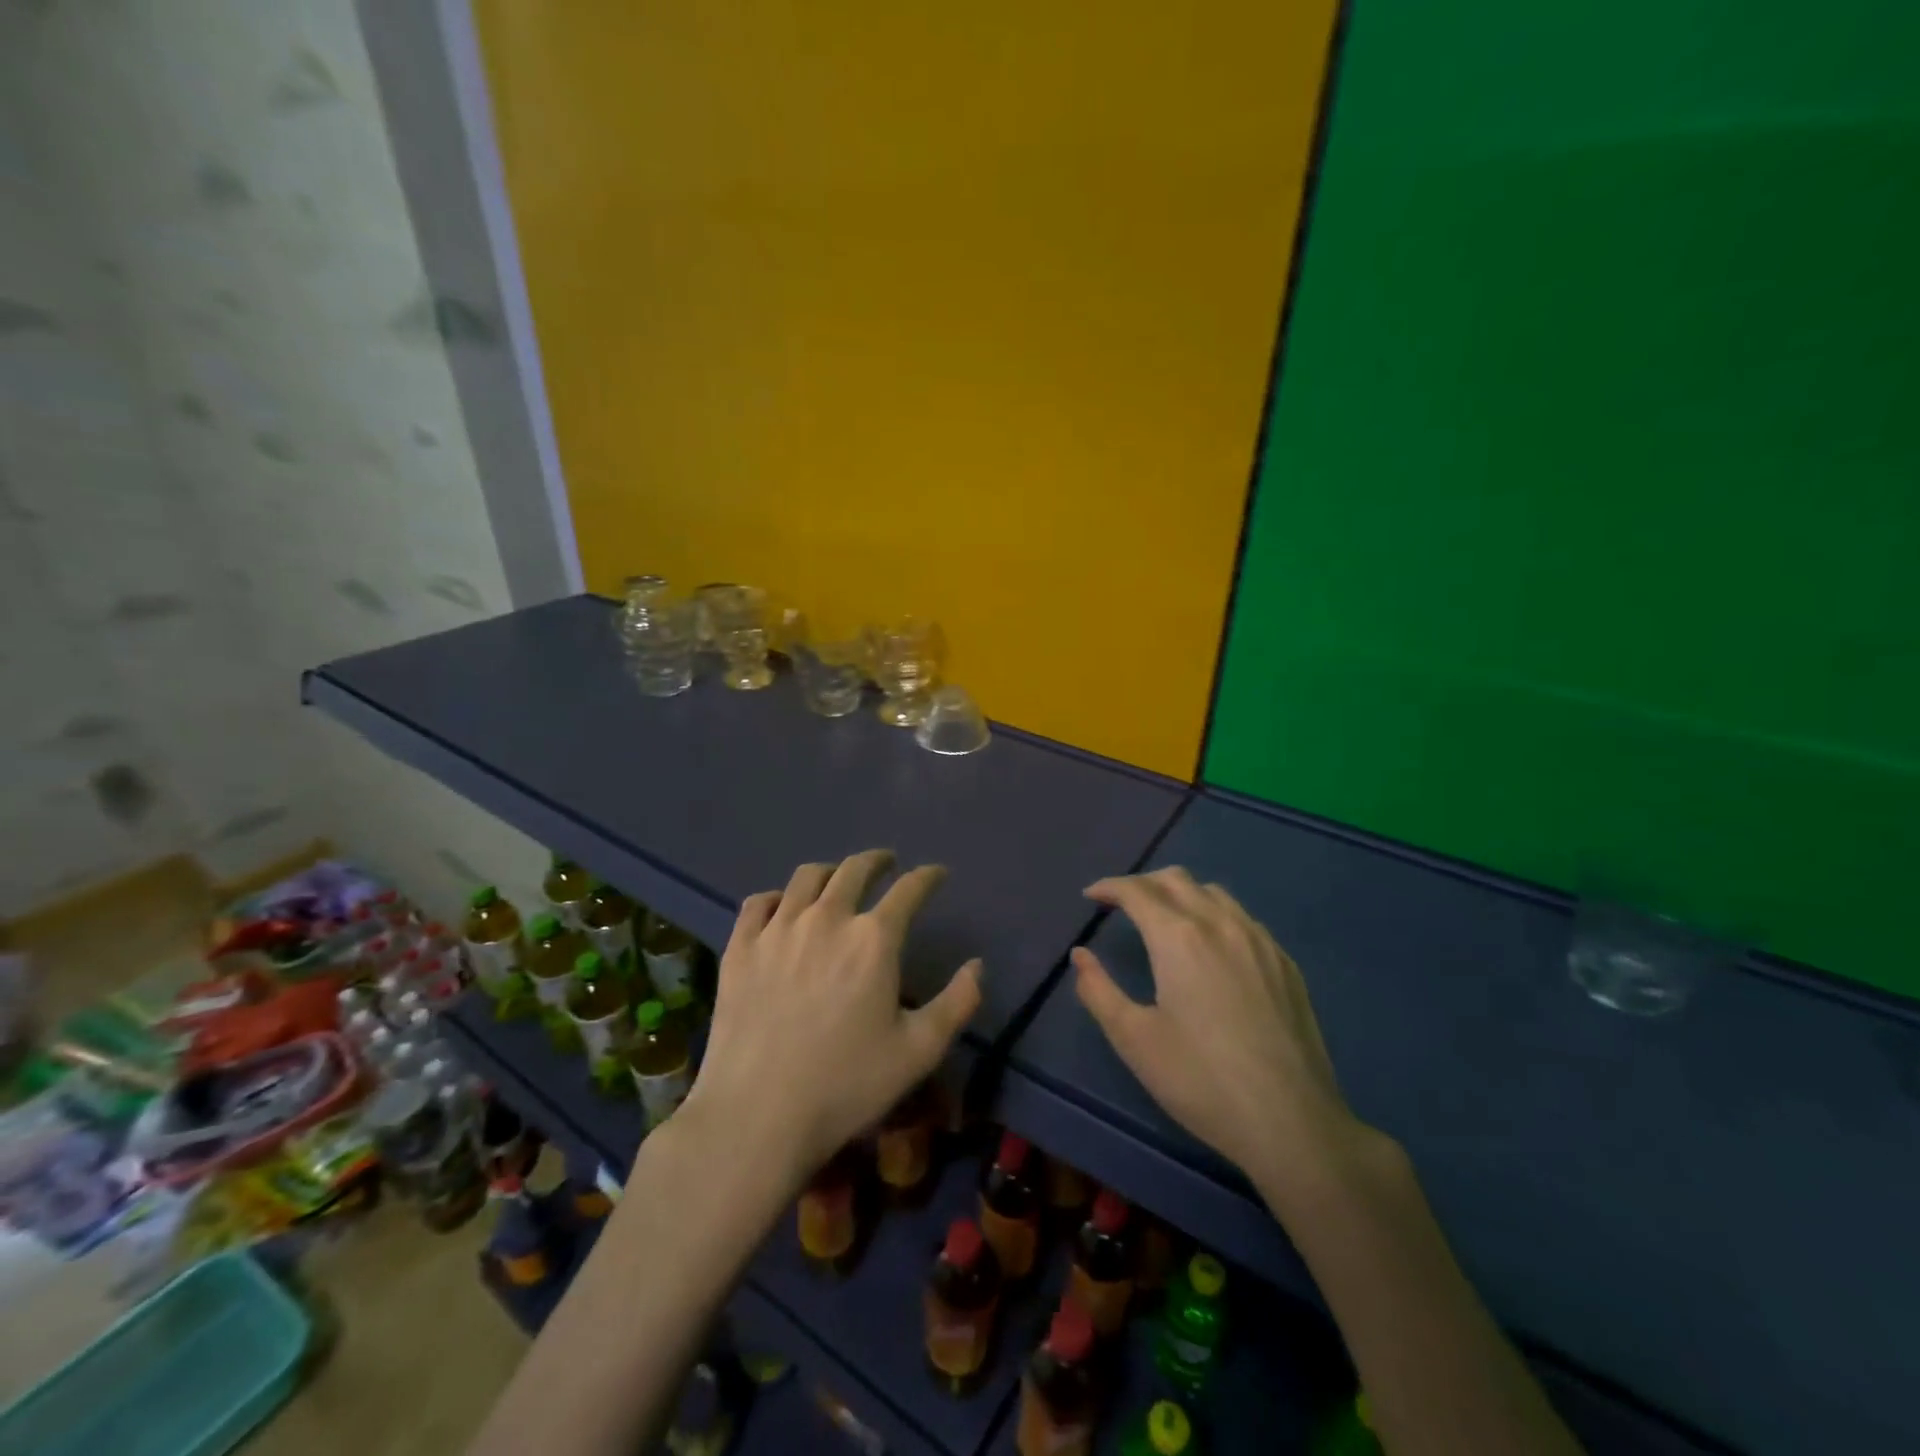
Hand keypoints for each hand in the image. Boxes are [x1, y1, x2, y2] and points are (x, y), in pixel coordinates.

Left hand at [686, 850, 982, 1188]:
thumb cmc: (846, 1085)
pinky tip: (783, 908)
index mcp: (874, 939)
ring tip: (838, 880)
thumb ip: (957, 1003)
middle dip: (878, 861)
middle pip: (855, 869)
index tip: (937, 874)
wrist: (757, 1115)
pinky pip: (759, 902)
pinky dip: (778, 897)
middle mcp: (827, 918)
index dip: (928, 876)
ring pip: (807, 877)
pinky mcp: (740, 947)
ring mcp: (778, 929)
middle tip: (887, 864)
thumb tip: (977, 965)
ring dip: (831, 871)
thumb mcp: (918, 1051)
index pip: (909, 889)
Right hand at [1072, 867, 1379, 1203]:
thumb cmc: (1201, 1081)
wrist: (1292, 1123)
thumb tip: (1080, 955)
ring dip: (1180, 894)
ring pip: (1214, 893)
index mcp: (1179, 938)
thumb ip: (1099, 991)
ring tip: (1164, 920)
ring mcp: (1260, 941)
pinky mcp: (1285, 963)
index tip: (1091, 897)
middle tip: (1122, 905)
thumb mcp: (1134, 1040)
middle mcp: (1220, 924)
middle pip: (1176, 880)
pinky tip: (1212, 948)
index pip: (1137, 891)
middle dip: (1142, 884)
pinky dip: (1214, 915)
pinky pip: (1243, 918)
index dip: (1109, 887)